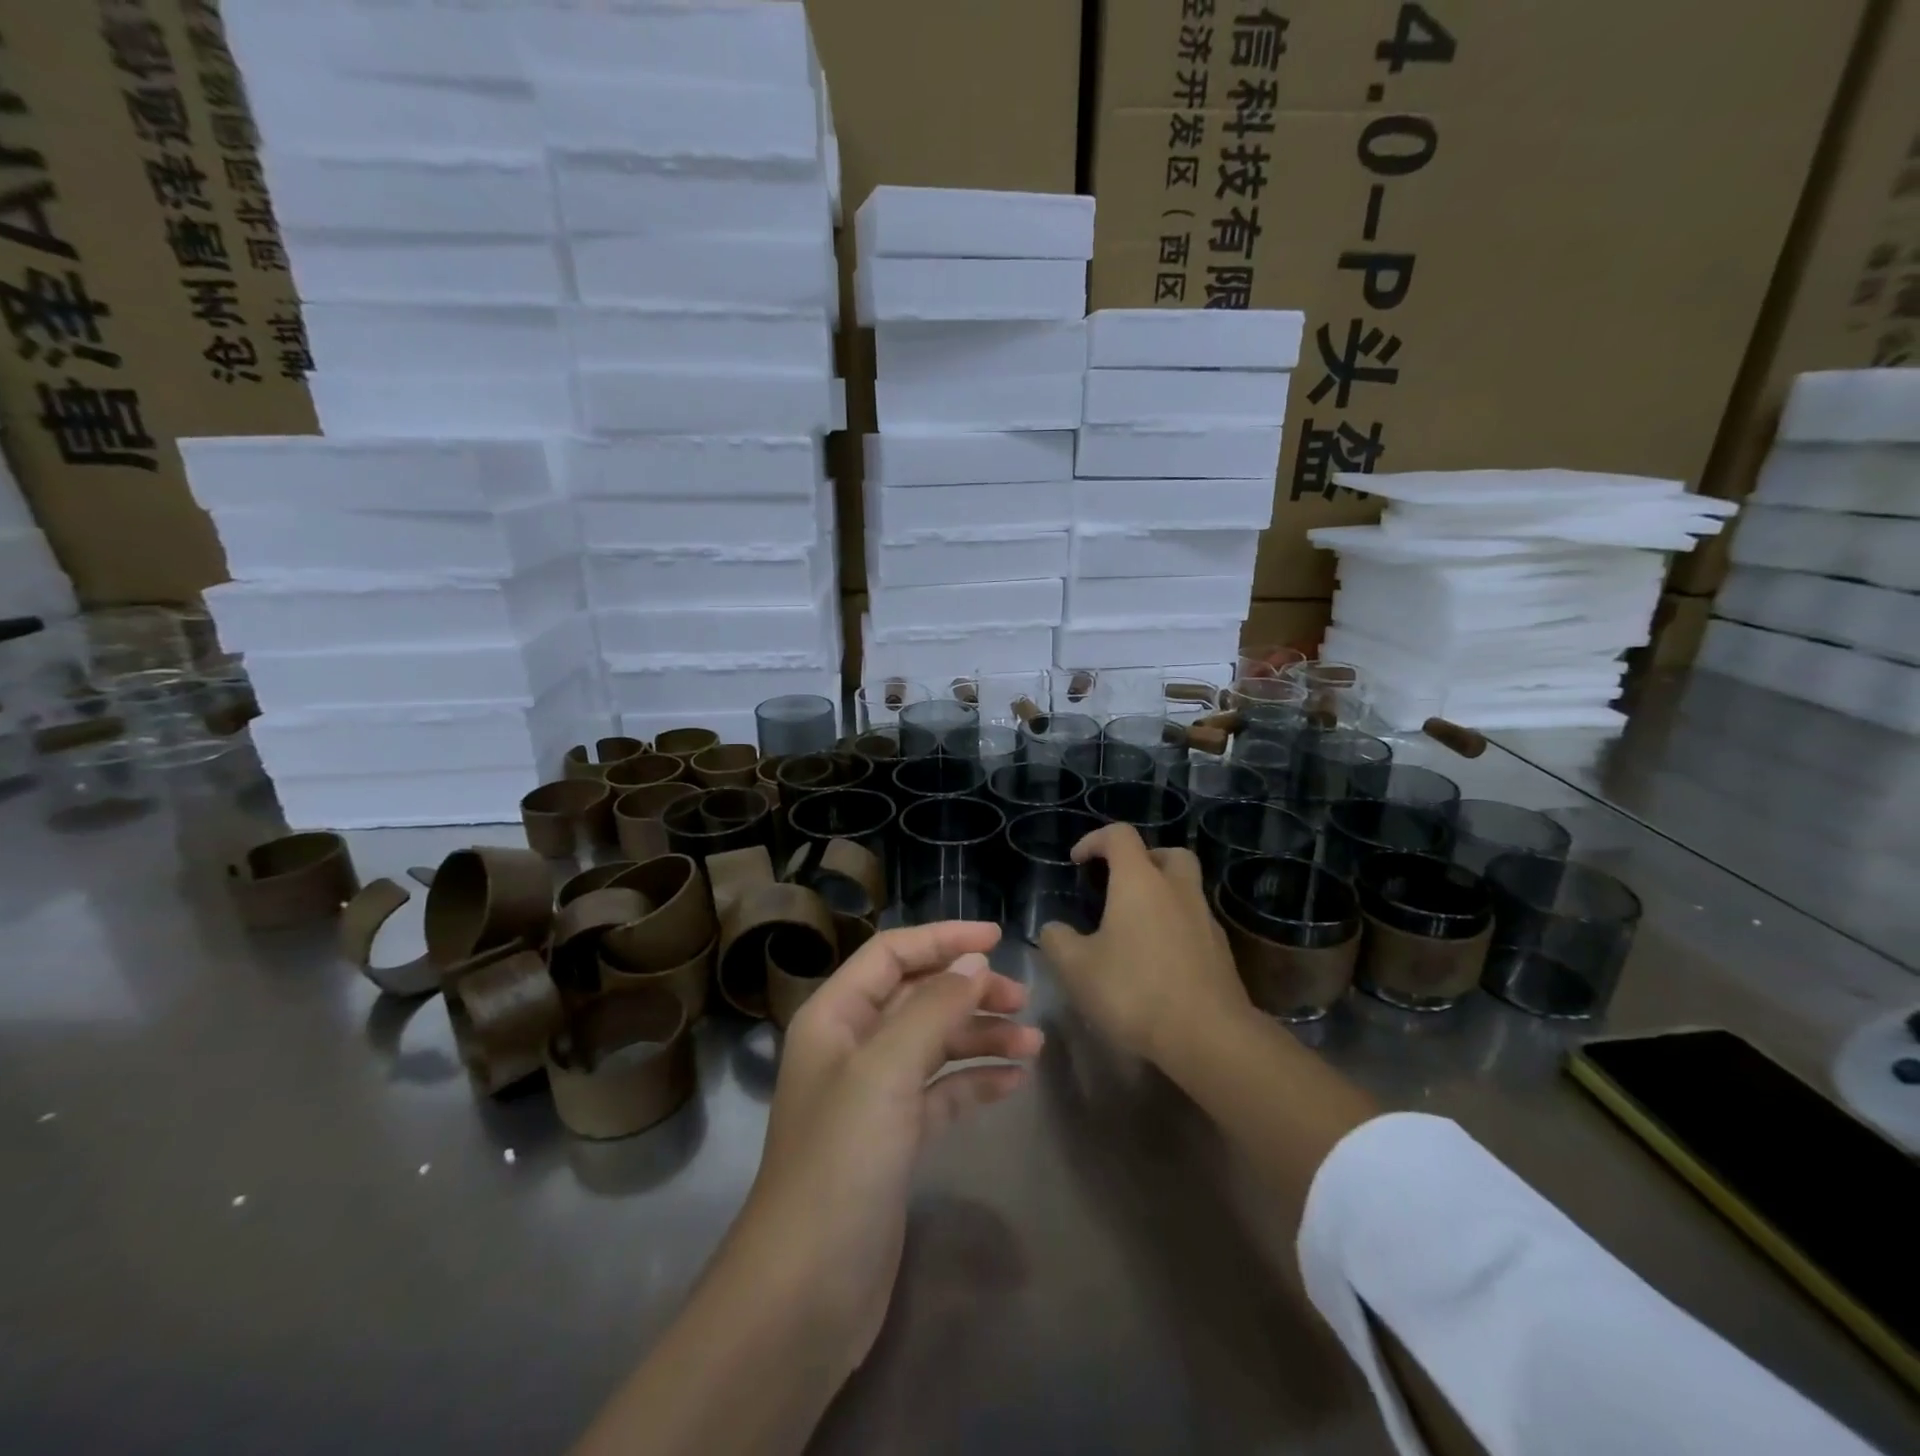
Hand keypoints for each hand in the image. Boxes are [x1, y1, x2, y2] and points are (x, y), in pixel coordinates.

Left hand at [736, 921, 1042, 1376]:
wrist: (806, 1291)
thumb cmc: (841, 1161)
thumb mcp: (887, 1071)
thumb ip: (933, 1008)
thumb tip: (974, 962)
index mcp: (834, 1016)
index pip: (892, 954)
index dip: (943, 939)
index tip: (998, 938)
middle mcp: (851, 1047)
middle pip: (917, 996)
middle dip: (969, 991)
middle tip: (1023, 999)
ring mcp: (872, 1095)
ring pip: (934, 1044)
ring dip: (980, 1037)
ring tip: (1033, 1045)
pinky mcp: (893, 1140)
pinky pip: (940, 1092)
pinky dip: (974, 1081)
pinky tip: (1013, 1082)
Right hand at [1039, 824, 1250, 1066]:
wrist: (1209, 1037)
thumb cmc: (1135, 991)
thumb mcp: (1076, 969)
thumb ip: (1058, 941)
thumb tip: (1054, 929)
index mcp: (1139, 881)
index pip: (1119, 835)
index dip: (1094, 840)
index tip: (1077, 862)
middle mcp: (1177, 889)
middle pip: (1167, 853)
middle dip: (1142, 860)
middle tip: (1119, 883)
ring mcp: (1205, 919)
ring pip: (1185, 888)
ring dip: (1161, 894)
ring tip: (1135, 925)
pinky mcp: (1221, 951)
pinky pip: (1195, 922)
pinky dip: (1175, 926)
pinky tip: (1157, 958)